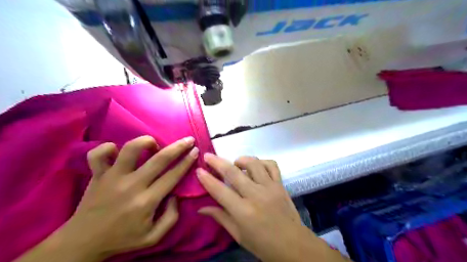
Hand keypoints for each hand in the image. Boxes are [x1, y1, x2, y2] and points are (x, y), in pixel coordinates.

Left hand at [58, 137, 198, 259]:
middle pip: (160, 159)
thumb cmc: (122, 239)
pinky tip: (117, 150)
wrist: (82, 243)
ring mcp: (112, 177)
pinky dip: (108, 147)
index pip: (173, 175)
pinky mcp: (97, 175)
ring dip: (147, 141)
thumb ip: (171, 217)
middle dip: (178, 146)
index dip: (187, 161)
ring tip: (154, 144)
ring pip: (131, 149)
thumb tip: (175, 195)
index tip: (195, 151)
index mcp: (147, 201)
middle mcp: (132, 185)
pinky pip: (98, 154)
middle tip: (188, 140)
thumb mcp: (154, 237)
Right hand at [196, 154, 345, 261]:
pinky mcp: (280, 184)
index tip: (199, 170)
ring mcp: (270, 187)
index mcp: (243, 211)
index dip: (207, 179)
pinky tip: (256, 167)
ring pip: (253, 163)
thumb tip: (201, 208)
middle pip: (233, 172)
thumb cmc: (263, 245)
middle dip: (217, 162)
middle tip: (208, 156)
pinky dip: (262, 162)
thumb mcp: (239, 235)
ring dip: (241, 159)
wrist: (293, 245)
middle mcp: (256, 195)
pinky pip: (271, 165)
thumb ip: (221, 217)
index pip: (220, 190)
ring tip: (235, 164)